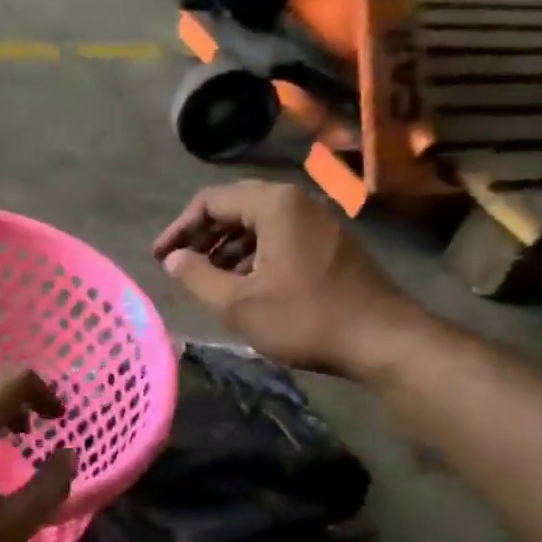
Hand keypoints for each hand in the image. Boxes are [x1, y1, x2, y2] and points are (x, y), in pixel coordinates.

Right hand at [152, 180, 426, 377]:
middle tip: (179, 263)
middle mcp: (297, 201)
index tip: (159, 257)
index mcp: (273, 205)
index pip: (210, 201)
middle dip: (202, 234)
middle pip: (234, 206)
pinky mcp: (330, 242)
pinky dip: (252, 252)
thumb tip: (173, 258)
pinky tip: (243, 281)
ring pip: (257, 222)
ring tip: (206, 276)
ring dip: (226, 245)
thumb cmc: (305, 319)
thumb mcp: (238, 303)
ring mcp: (318, 220)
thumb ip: (197, 276)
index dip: (178, 229)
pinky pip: (279, 235)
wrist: (383, 340)